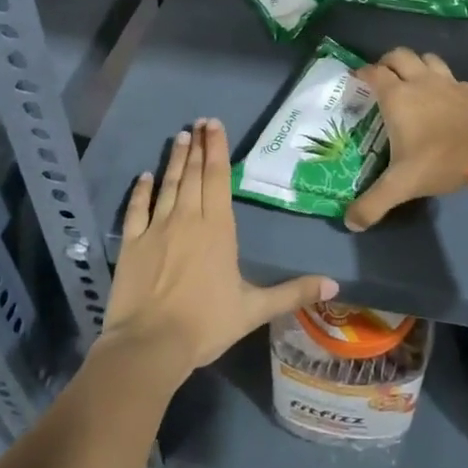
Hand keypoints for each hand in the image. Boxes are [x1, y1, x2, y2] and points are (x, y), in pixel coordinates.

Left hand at [101, 119, 336, 380]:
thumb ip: (293, 293)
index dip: (217, 149)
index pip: (219, 177)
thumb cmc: (206, 324)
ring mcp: (157, 228)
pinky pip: (137, 209)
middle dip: (199, 146)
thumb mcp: (255, 309)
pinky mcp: (132, 243)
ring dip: (175, 160)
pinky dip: (141, 190)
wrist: (150, 345)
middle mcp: (188, 219)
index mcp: (218, 228)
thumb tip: (335, 286)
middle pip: (195, 174)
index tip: (214, 125)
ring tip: (179, 137)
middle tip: (198, 122)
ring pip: (169, 185)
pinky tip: (145, 176)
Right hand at [344, 48, 467, 229]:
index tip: (356, 79)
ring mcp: (449, 82)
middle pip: (399, 55)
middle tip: (382, 78)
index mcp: (398, 96)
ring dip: (416, 64)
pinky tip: (445, 98)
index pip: (374, 72)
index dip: (362, 72)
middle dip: (387, 62)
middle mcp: (420, 81)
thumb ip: (373, 204)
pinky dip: (443, 80)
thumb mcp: (403, 185)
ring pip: (427, 58)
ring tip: (412, 80)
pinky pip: (451, 76)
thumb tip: (350, 223)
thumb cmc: (441, 159)